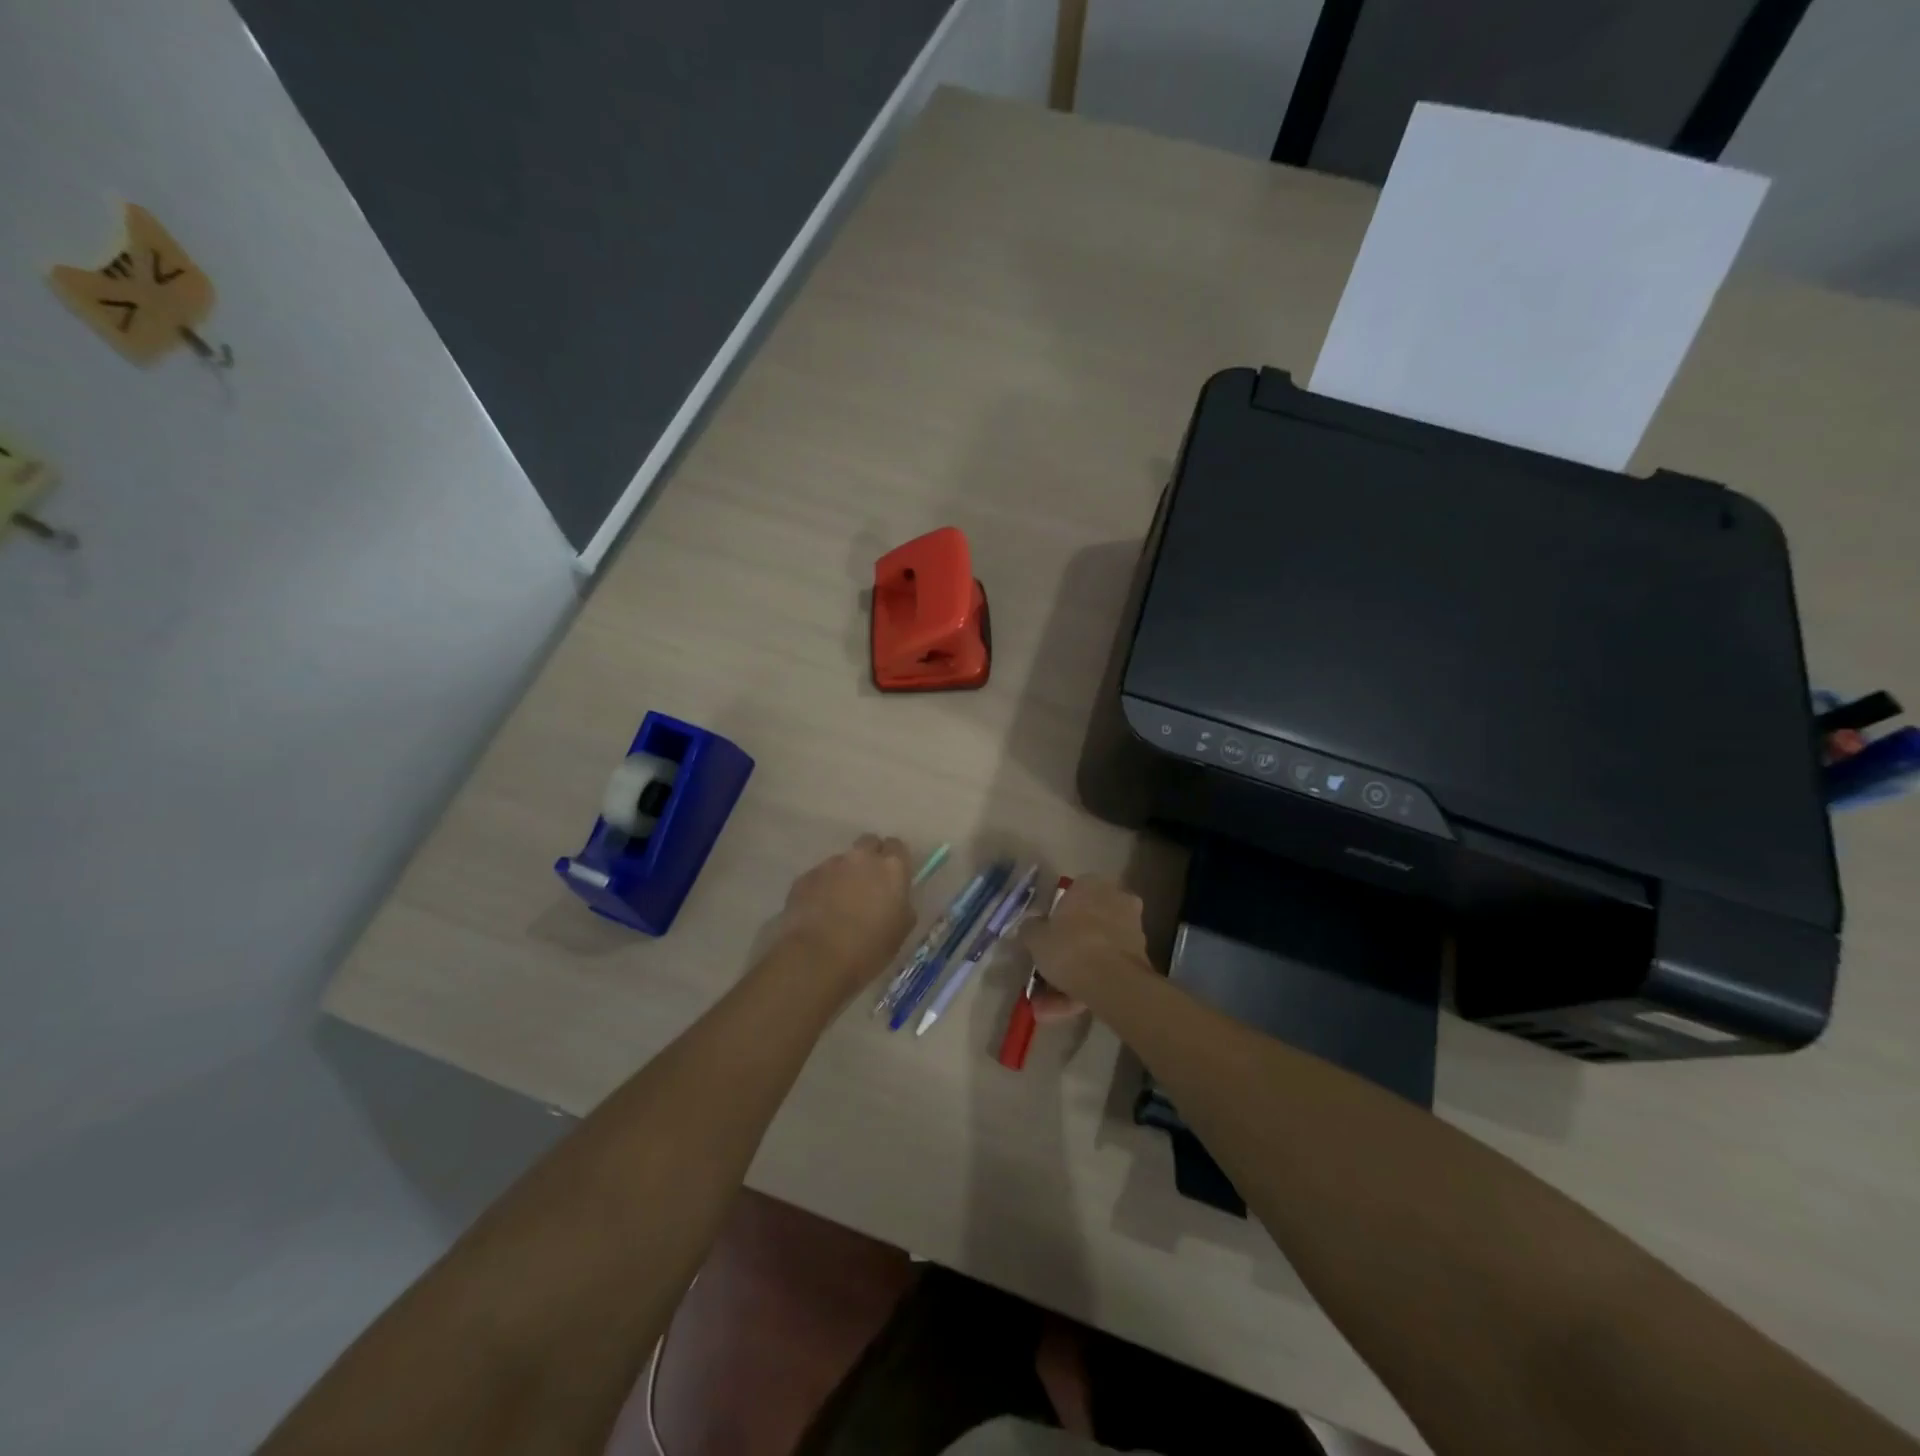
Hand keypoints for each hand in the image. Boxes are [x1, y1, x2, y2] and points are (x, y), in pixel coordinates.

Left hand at [775, 835, 915, 993]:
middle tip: (867, 885)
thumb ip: (902, 905)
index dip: (895, 861)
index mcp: (891, 868)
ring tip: (838, 905)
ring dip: (843, 876)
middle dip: (869, 858)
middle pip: (868, 843)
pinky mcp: (805, 877)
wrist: (817, 959)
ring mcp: (830, 865)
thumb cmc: (869, 949)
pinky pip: (818, 877)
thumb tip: (897, 899)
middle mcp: (861, 858)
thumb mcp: (901, 930)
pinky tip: (818, 913)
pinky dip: (821, 889)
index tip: (892, 878)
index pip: (897, 846)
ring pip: (841, 861)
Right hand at [1016, 877, 1151, 1015]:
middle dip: (1066, 950)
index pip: (1071, 892)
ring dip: (1074, 975)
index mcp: (1092, 884)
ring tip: (1050, 1004)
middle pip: (1086, 924)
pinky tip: (1068, 1008)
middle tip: (1047, 972)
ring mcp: (1132, 929)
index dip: (1057, 916)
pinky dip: (1089, 986)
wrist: (1113, 982)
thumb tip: (1032, 926)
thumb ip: (1031, 928)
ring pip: (1096, 950)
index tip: (1046, 936)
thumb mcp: (1036, 937)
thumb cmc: (1070, 947)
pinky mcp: (1140, 958)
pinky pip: (1107, 969)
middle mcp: (1116, 899)